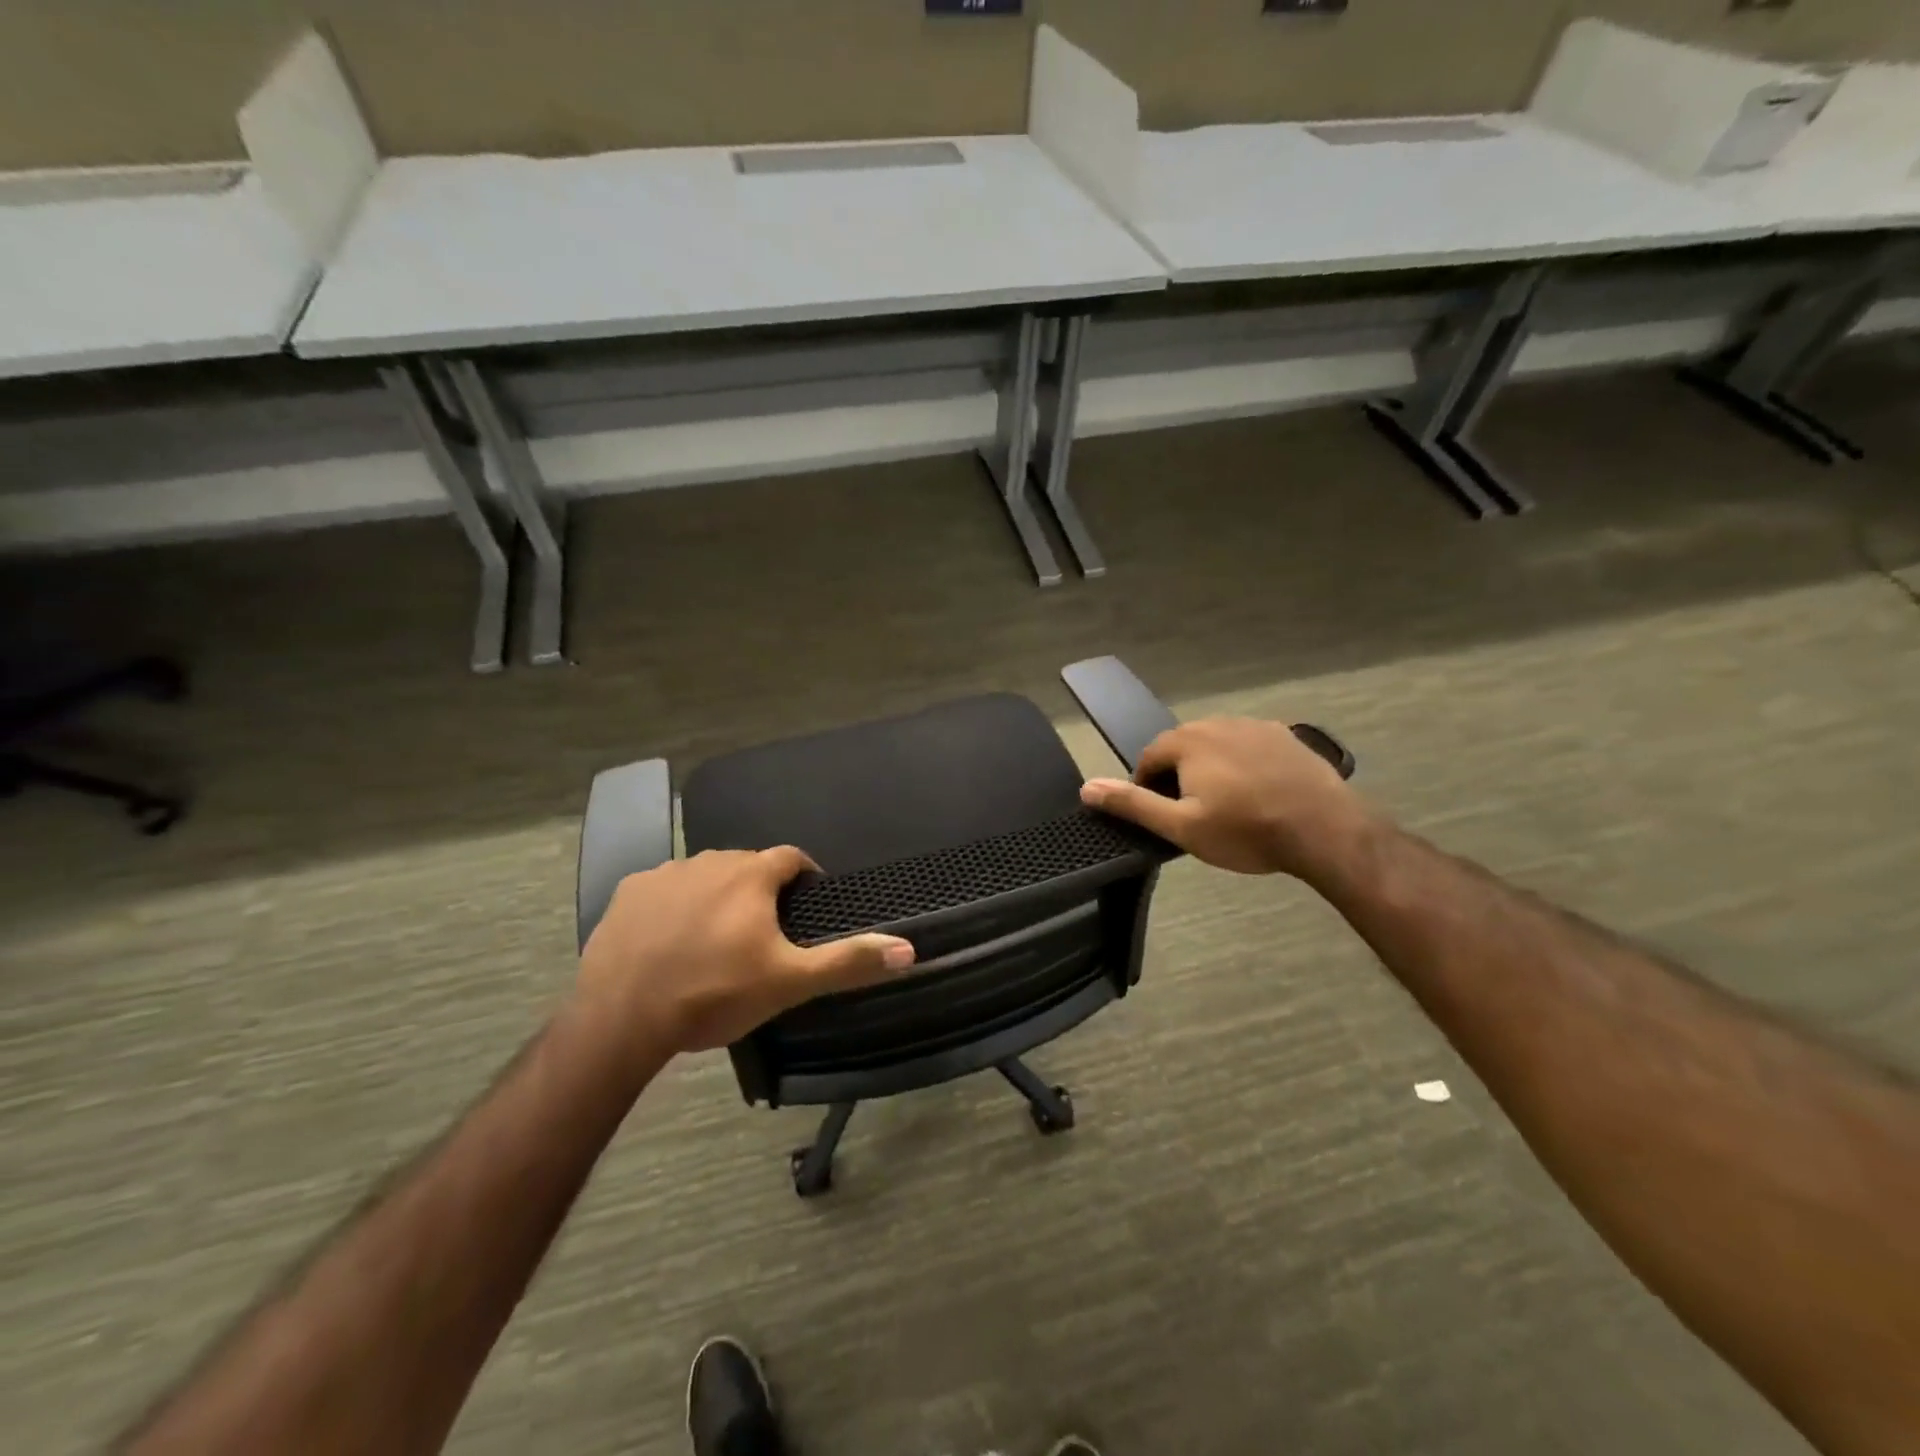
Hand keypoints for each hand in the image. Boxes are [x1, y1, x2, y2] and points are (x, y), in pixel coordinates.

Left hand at [577, 847, 915, 1056]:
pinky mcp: (627, 892)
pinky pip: (663, 889)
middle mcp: (709, 860)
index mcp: (751, 874)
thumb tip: (908, 950)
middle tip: (762, 933)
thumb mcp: (790, 982)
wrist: (622, 1018)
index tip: (807, 902)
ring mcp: (664, 873)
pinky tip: (670, 940)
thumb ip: (849, 962)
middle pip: (747, 865)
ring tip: (716, 938)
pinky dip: (674, 905)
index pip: (791, 858)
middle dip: (760, 890)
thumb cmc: (715, 993)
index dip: (804, 876)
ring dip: (717, 895)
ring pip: (704, 875)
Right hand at [1080, 717, 1366, 877]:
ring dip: (1211, 766)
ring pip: (1217, 743)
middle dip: (1179, 774)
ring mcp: (1256, 726)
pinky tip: (1258, 791)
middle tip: (1192, 812)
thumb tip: (1086, 787)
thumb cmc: (1245, 831)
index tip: (1161, 814)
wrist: (1325, 830)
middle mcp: (1218, 722)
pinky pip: (1249, 745)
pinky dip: (1243, 763)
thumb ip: (1133, 804)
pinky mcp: (1286, 736)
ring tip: (1226, 803)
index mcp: (1188, 741)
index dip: (1147, 785)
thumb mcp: (1181, 826)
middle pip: (1183, 745)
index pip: (1150, 756)